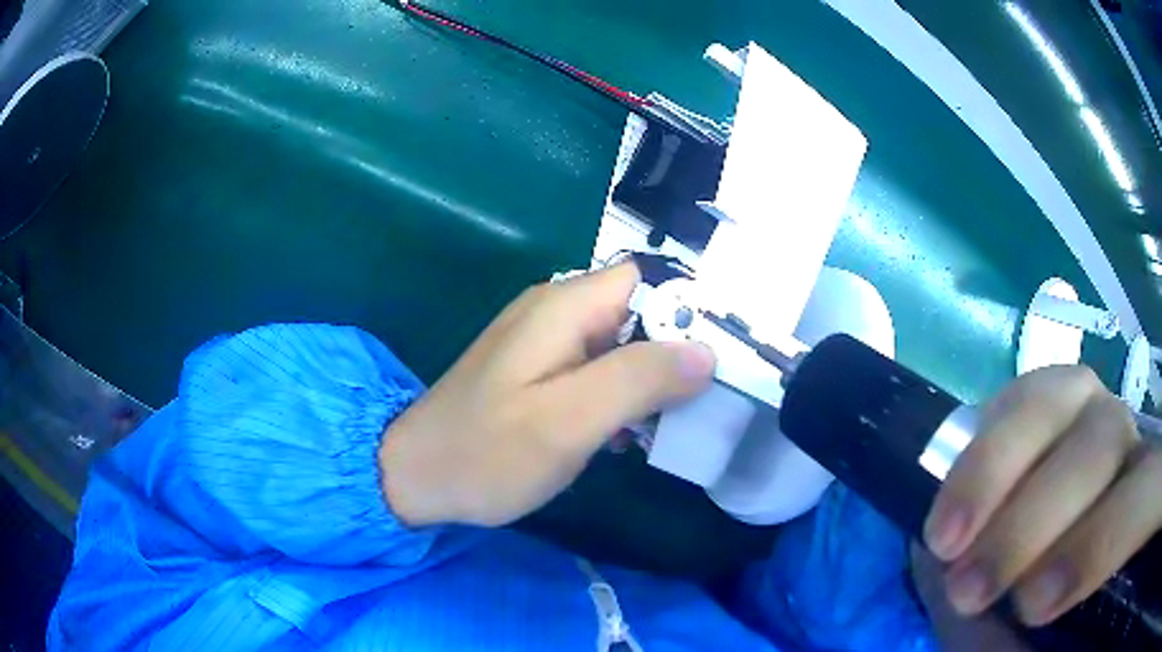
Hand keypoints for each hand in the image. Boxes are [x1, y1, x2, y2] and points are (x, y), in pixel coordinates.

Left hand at [378, 263, 715, 527]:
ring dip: (653, 377)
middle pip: (640, 310)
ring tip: (676, 421)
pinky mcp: (540, 372)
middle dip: (678, 348)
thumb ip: (637, 381)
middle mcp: (557, 311)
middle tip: (707, 397)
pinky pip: (599, 369)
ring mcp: (546, 342)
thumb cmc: (487, 454)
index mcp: (564, 308)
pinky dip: (624, 394)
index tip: (725, 353)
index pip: (649, 280)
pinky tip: (630, 433)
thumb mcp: (567, 421)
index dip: (691, 308)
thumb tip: (705, 351)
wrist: (417, 477)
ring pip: (623, 343)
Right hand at [923, 365, 1161, 625]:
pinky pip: (1025, 395)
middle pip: (1103, 442)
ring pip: (1061, 399)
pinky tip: (958, 500)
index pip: (1143, 497)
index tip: (1033, 606)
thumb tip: (1008, 627)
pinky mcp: (1059, 403)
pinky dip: (986, 445)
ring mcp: (1098, 412)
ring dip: (994, 470)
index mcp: (1144, 506)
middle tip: (967, 589)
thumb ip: (1044, 645)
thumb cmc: (1060, 625)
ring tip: (944, 542)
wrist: (1051, 574)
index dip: (1101, 543)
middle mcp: (1132, 446)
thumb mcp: (1055, 647)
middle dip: (1033, 519)